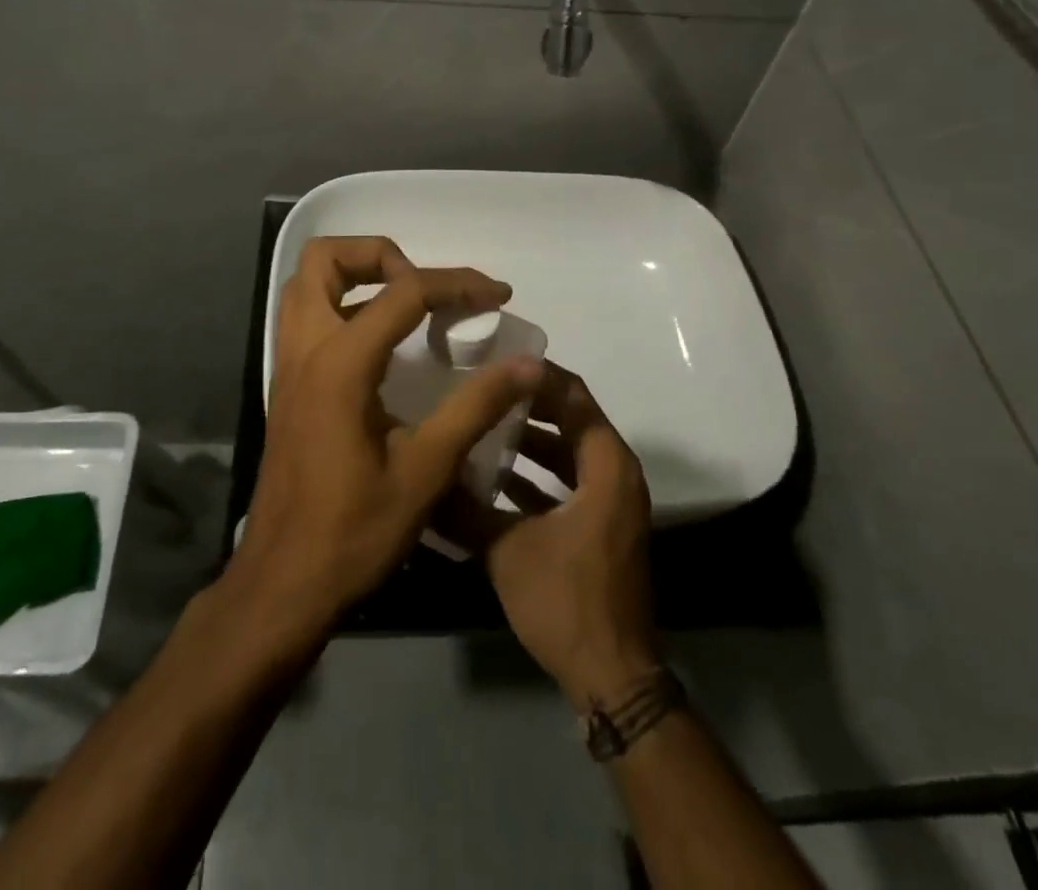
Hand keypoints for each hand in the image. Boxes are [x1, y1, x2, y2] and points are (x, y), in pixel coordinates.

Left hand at [228, 236, 543, 640]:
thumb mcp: (427, 470)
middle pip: (324, 260)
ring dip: (356, 277)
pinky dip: (344, 306)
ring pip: (307, 284)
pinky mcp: (288, 386)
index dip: (457, 285)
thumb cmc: (355, 531)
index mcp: (340, 363)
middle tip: (425, 290)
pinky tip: (385, 346)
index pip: (403, 292)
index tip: (498, 296)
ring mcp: (288, 366)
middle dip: (381, 256)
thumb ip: (476, 407)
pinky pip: (308, 317)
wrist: (283, 584)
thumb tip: (527, 364)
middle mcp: (305, 349)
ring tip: (408, 306)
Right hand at [460, 365, 660, 709]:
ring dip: (528, 439)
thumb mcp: (507, 551)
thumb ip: (464, 509)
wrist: (612, 676)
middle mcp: (615, 473)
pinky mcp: (600, 525)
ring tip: (479, 425)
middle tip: (481, 388)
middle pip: (570, 418)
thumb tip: (422, 477)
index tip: (493, 361)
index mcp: (607, 465)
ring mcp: (610, 501)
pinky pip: (567, 481)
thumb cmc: (566, 601)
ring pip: (567, 451)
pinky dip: (536, 474)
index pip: (573, 395)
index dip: (535, 374)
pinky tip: (492, 476)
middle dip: (526, 403)